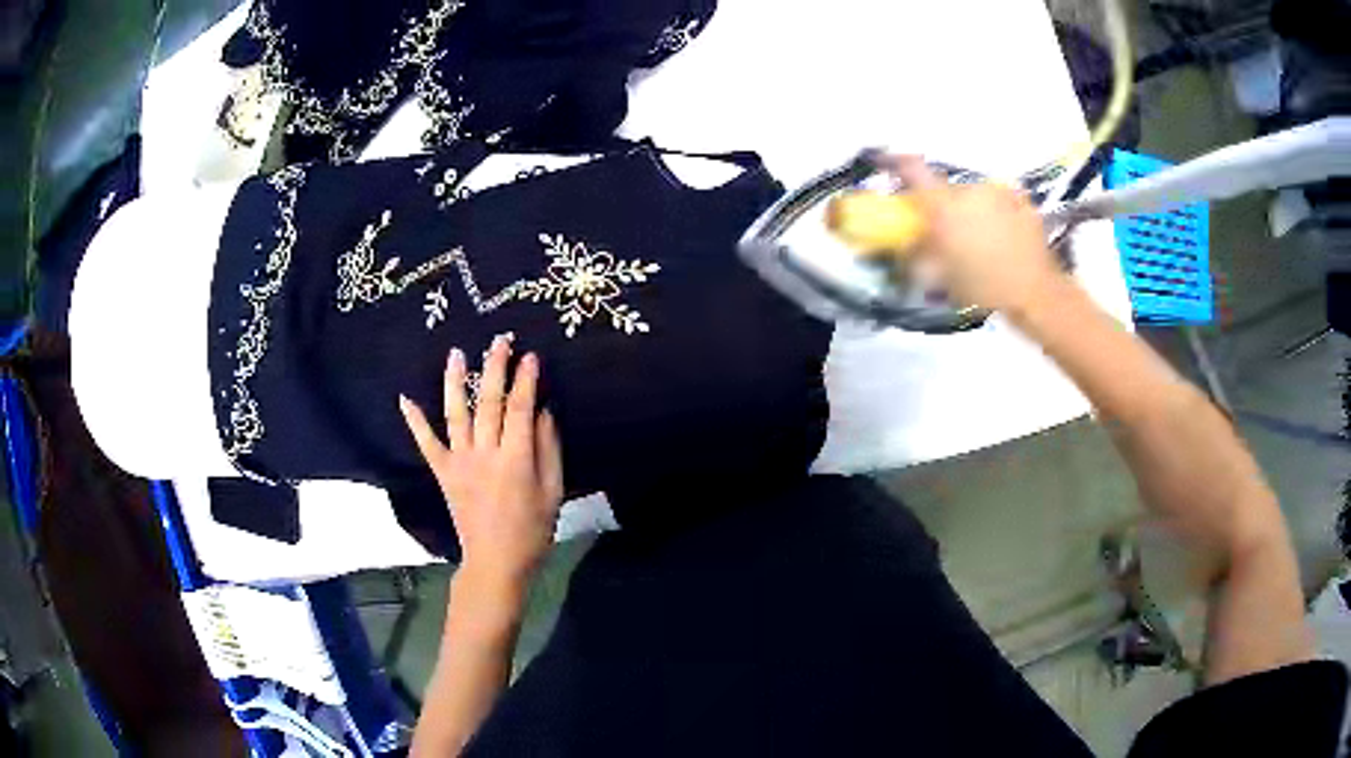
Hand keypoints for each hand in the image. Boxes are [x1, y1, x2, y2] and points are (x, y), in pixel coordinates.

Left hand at [399, 334, 564, 590]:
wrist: (495, 561)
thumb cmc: (532, 530)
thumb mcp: (553, 491)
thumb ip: (549, 449)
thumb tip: (544, 410)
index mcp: (516, 459)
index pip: (520, 408)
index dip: (525, 379)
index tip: (529, 355)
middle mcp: (485, 453)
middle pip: (488, 402)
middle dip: (494, 367)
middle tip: (499, 341)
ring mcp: (460, 462)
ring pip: (456, 414)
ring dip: (454, 381)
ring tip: (455, 353)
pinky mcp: (443, 473)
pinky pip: (426, 444)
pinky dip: (415, 421)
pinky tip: (405, 399)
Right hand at [889, 155, 1065, 316]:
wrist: (1036, 294)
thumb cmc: (984, 288)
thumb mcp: (942, 278)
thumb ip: (919, 254)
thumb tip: (905, 243)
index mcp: (945, 205)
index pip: (913, 169)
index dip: (899, 165)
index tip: (891, 166)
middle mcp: (970, 190)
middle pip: (948, 190)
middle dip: (945, 207)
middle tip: (949, 233)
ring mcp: (1001, 194)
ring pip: (977, 197)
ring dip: (974, 211)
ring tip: (982, 240)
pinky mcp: (1024, 203)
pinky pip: (1004, 204)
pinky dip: (1000, 215)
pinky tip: (1005, 238)